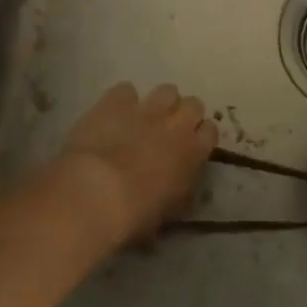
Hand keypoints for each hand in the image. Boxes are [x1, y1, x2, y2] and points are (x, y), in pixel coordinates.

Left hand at [55, 82, 218, 247]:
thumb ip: (179, 193)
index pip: (211, 131)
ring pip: (167, 90)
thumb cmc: (135, 216)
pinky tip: (113, 114)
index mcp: (193, 153)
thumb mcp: (168, 214)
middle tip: (169, 131)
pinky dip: (122, 100)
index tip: (190, 146)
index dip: (200, 137)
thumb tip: (177, 189)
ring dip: (159, 103)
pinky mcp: (117, 100)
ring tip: (144, 118)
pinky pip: (126, 90)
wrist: (95, 193)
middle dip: (183, 114)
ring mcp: (147, 108)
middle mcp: (176, 124)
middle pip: (194, 104)